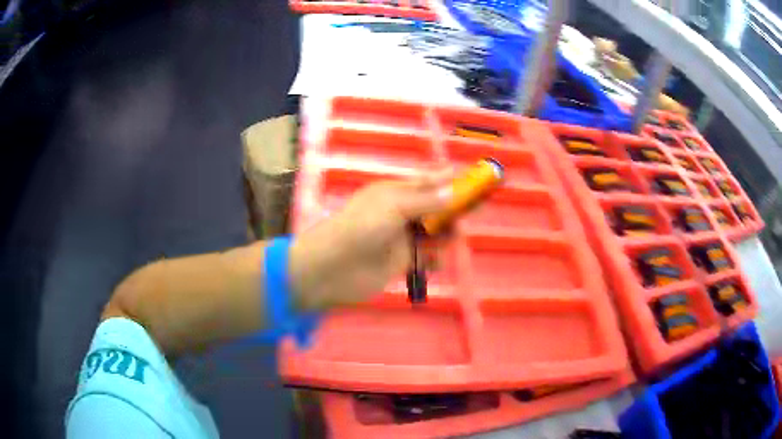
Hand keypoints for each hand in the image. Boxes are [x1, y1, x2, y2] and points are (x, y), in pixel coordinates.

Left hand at [288, 171, 452, 309]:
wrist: (334, 268)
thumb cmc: (362, 228)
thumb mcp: (394, 206)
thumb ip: (425, 200)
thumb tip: (452, 189)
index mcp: (394, 193)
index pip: (425, 182)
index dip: (447, 180)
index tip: (471, 180)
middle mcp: (399, 213)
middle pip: (433, 209)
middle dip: (450, 211)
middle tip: (468, 215)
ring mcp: (400, 238)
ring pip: (431, 234)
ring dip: (444, 236)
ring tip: (453, 240)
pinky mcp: (400, 262)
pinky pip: (424, 258)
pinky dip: (433, 259)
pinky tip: (436, 262)